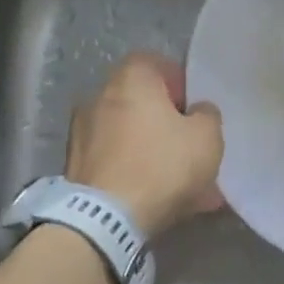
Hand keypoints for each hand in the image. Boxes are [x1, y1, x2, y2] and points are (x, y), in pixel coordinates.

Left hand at [67, 53, 223, 237]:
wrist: (105, 219)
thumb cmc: (162, 165)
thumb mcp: (207, 137)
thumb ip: (207, 115)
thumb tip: (197, 111)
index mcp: (130, 78)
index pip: (156, 63)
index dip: (179, 84)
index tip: (194, 111)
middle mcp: (99, 96)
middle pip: (141, 102)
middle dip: (167, 123)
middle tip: (190, 148)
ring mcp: (82, 132)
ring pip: (130, 136)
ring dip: (153, 152)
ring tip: (181, 184)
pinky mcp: (75, 166)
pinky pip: (116, 161)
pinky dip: (135, 172)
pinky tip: (158, 198)